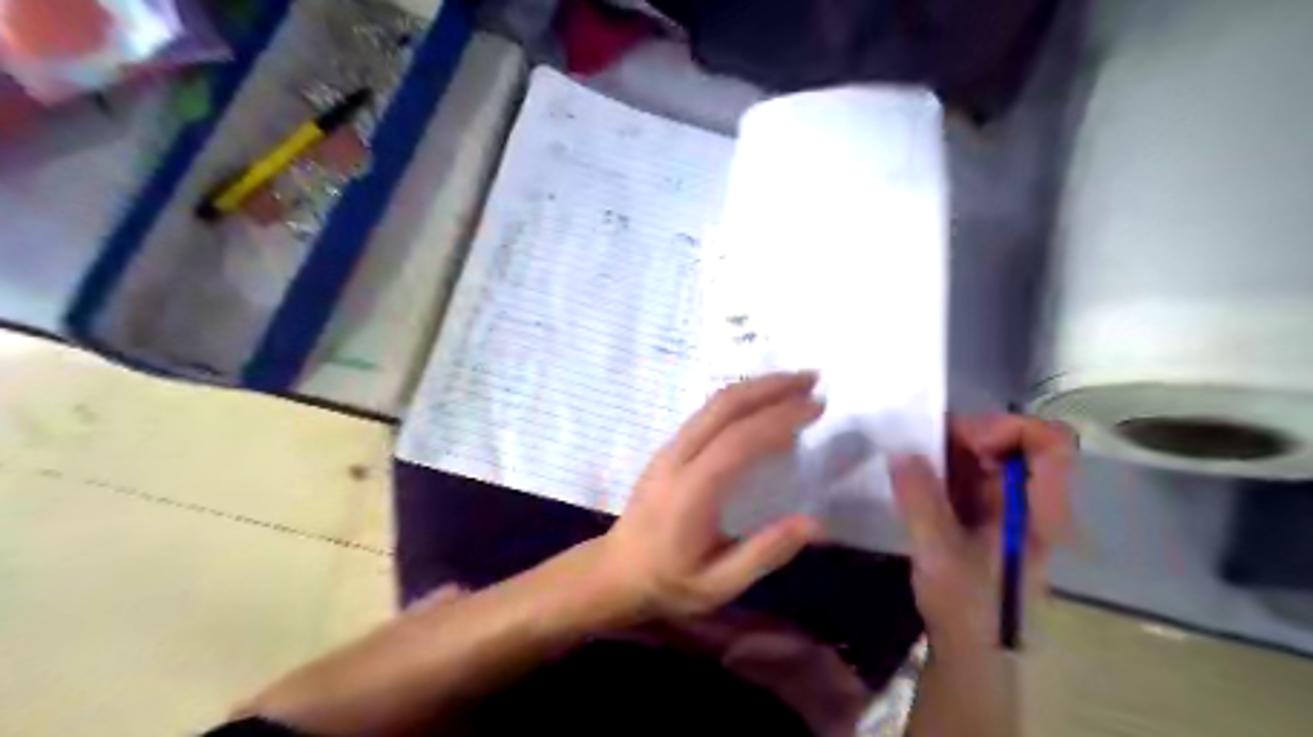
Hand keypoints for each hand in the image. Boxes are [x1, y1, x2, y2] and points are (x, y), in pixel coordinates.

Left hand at [598, 372, 823, 618]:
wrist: (615, 572)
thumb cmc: (668, 582)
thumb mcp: (718, 584)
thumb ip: (764, 553)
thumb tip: (816, 524)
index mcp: (692, 491)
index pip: (739, 440)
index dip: (779, 418)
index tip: (816, 408)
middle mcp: (678, 457)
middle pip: (725, 406)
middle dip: (771, 386)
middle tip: (813, 380)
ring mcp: (670, 448)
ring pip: (714, 403)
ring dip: (756, 387)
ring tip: (795, 385)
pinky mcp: (669, 448)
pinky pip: (707, 412)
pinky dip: (741, 400)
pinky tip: (763, 406)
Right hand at [892, 416, 1075, 651]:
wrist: (968, 649)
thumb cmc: (967, 607)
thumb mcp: (939, 553)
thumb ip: (921, 500)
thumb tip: (900, 451)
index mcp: (1039, 510)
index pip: (1050, 445)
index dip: (1010, 430)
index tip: (968, 444)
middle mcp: (1027, 499)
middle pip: (1015, 440)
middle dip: (971, 432)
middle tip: (927, 443)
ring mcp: (1004, 504)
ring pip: (987, 452)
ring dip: (951, 446)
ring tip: (913, 455)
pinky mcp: (980, 511)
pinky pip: (967, 470)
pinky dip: (941, 462)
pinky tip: (913, 471)